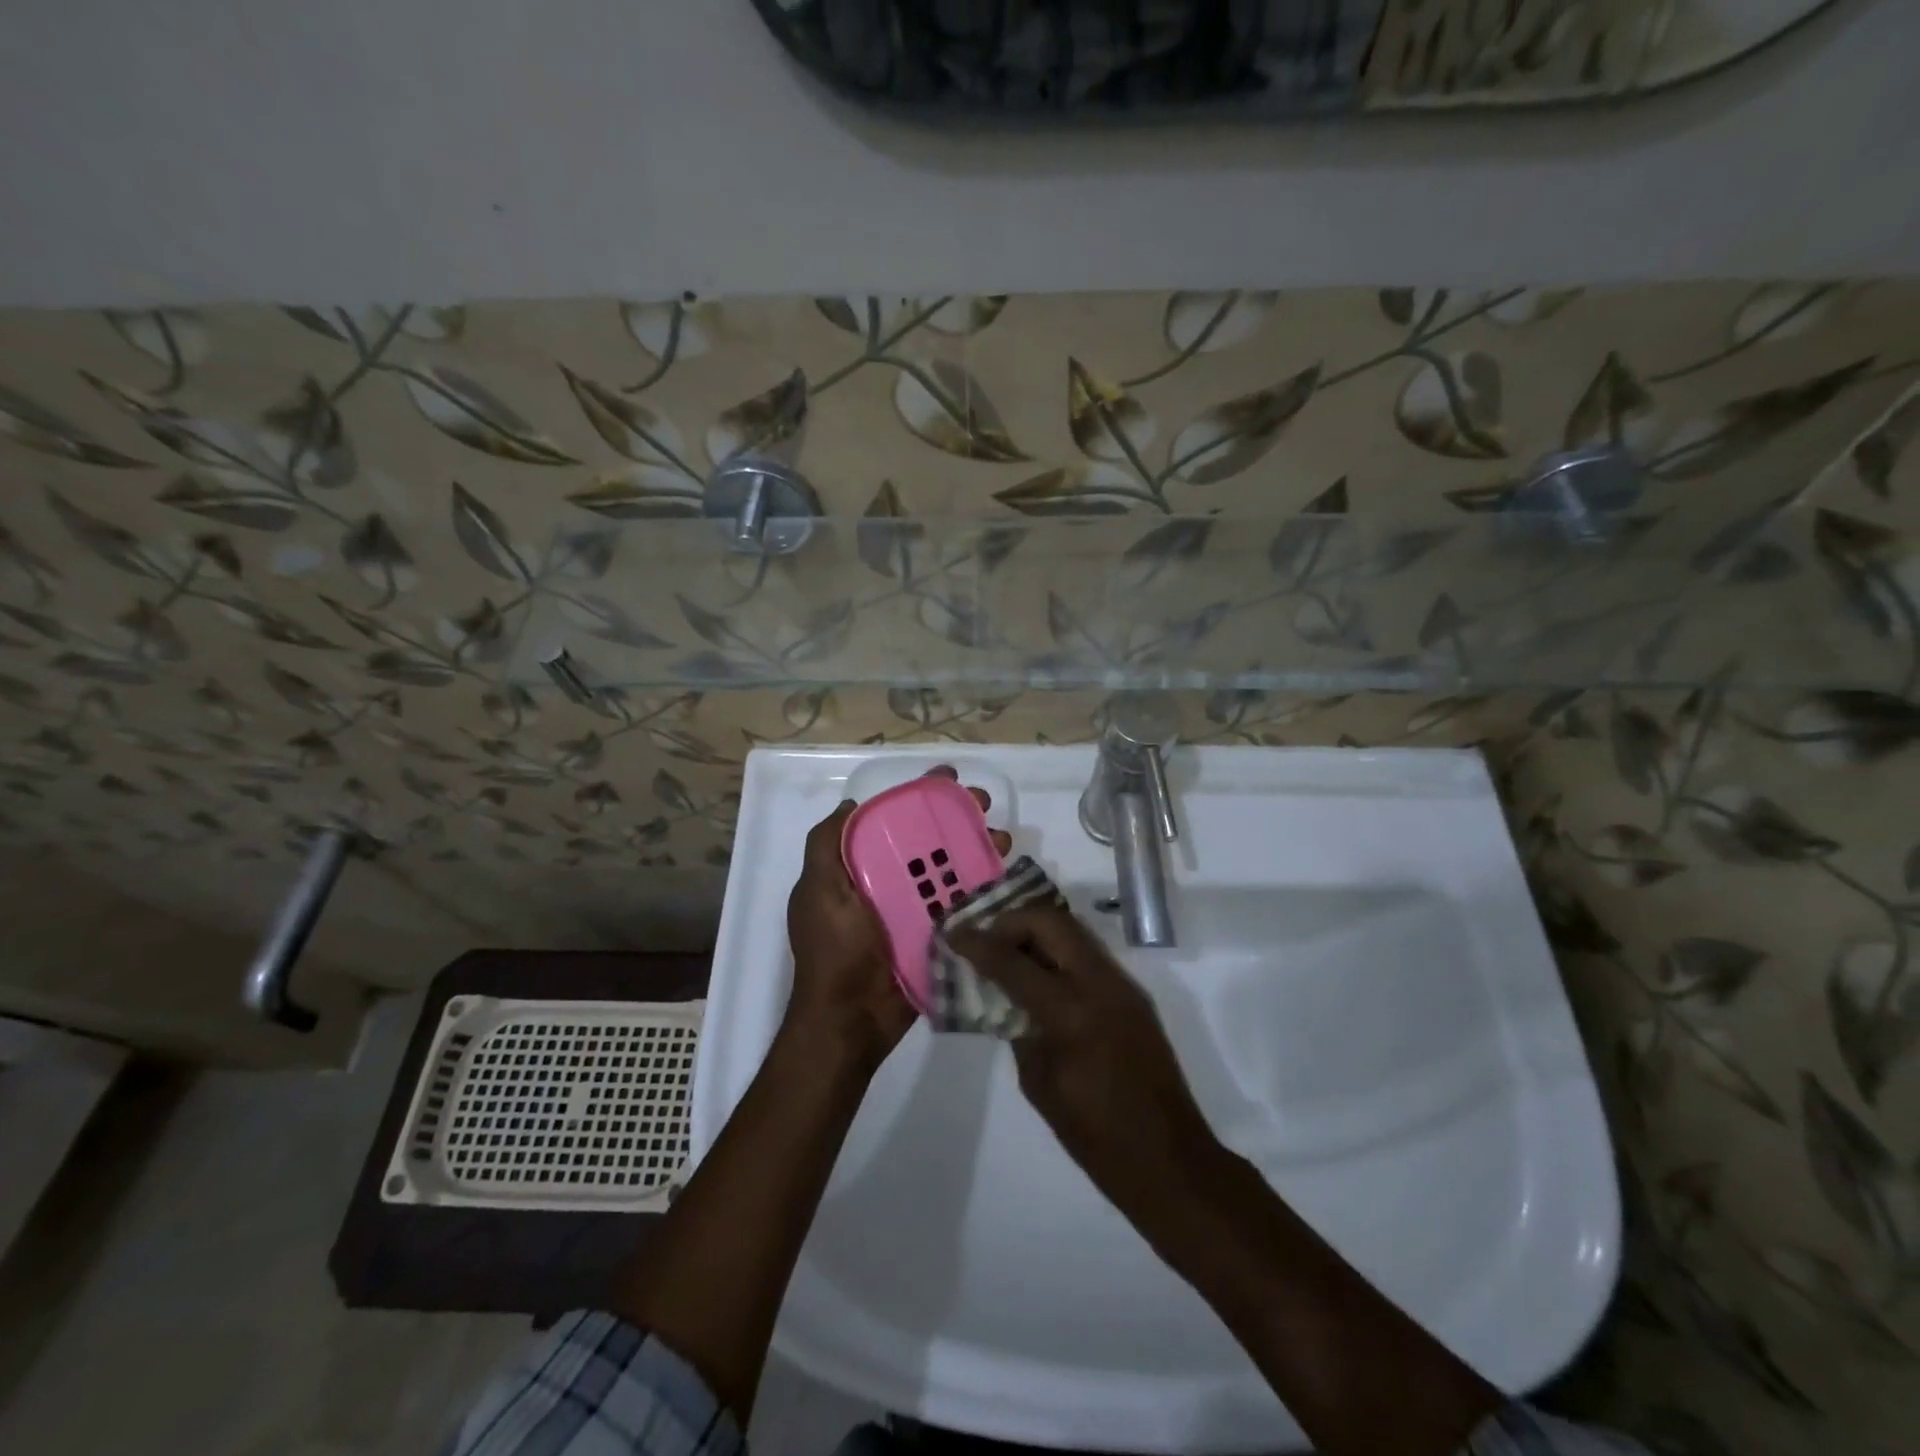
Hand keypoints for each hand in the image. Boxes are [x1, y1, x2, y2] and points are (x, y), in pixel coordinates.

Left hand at [786, 767, 1009, 1069]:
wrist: (852, 1022)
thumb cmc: (835, 952)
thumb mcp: (819, 892)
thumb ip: (825, 847)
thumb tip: (851, 804)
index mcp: (858, 870)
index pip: (892, 822)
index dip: (919, 799)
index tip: (948, 781)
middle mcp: (887, 884)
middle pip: (928, 841)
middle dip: (957, 818)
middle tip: (985, 805)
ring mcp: (914, 911)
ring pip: (950, 869)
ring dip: (977, 848)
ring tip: (1003, 839)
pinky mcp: (936, 936)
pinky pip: (961, 905)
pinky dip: (982, 887)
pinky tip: (1004, 874)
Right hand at [948, 906, 1220, 1220]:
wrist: (1169, 1160)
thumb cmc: (1095, 1136)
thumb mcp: (1039, 1083)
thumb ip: (1019, 1029)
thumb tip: (1004, 997)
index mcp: (1072, 1013)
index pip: (1014, 961)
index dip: (978, 944)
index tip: (952, 933)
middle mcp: (1101, 984)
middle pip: (1051, 922)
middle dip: (1012, 922)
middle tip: (985, 939)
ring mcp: (1123, 985)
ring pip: (1073, 930)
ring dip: (1037, 931)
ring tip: (1008, 951)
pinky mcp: (1133, 995)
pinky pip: (1088, 953)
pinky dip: (1059, 950)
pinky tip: (1039, 975)